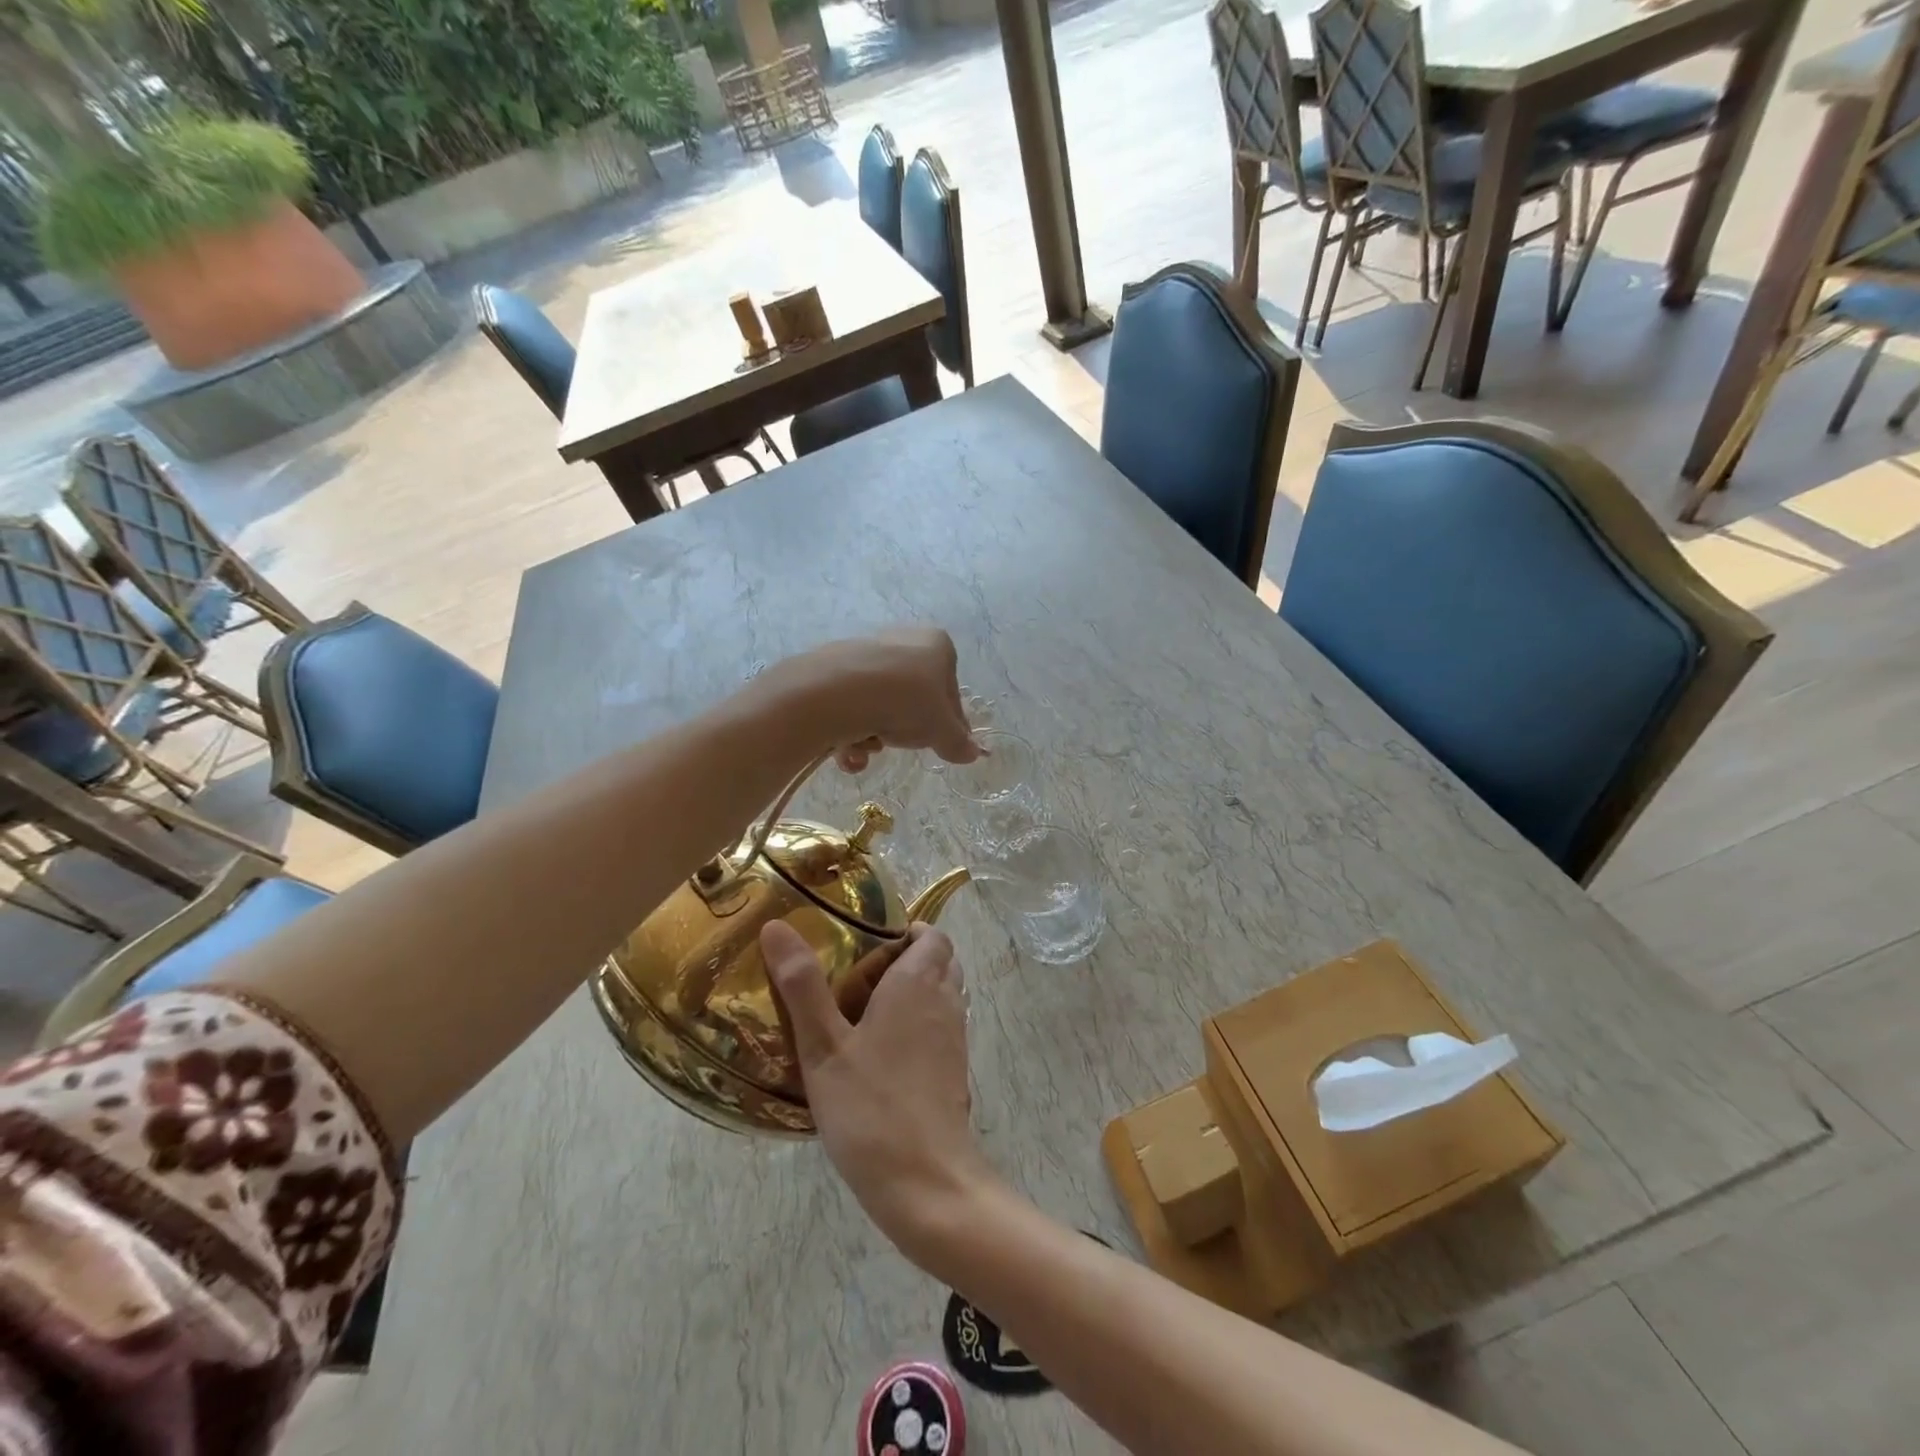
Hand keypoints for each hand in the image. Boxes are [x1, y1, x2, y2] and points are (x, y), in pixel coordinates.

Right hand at [762, 919, 993, 1258]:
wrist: (927, 1182)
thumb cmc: (870, 1106)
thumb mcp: (823, 1046)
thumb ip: (802, 986)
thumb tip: (777, 926)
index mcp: (918, 982)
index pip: (932, 935)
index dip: (907, 932)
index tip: (870, 942)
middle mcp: (945, 1001)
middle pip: (941, 961)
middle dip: (909, 958)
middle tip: (862, 975)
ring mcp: (955, 1038)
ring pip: (945, 994)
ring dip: (917, 991)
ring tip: (867, 1011)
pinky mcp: (956, 1070)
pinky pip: (943, 1026)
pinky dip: (922, 1023)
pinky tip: (884, 1052)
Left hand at [769, 629, 980, 769]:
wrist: (837, 692)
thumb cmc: (906, 701)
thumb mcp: (941, 729)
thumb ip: (958, 742)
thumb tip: (973, 754)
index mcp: (936, 644)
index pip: (950, 690)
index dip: (950, 723)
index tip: (943, 745)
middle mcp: (901, 640)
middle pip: (912, 698)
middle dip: (906, 729)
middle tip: (903, 745)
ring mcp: (864, 653)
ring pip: (880, 706)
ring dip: (876, 736)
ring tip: (869, 745)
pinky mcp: (831, 669)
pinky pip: (850, 707)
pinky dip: (850, 731)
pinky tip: (846, 749)